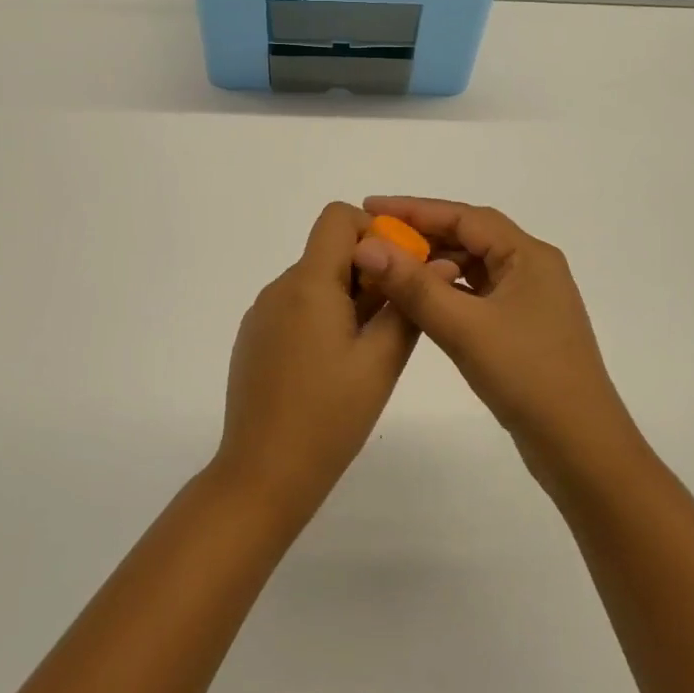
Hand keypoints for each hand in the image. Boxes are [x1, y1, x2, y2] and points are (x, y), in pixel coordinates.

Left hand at [215, 203, 438, 520]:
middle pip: (328, 251)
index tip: (399, 272)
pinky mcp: (255, 338)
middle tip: (394, 320)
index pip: (337, 218)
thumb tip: (438, 262)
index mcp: (308, 284)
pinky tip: (334, 366)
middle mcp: (279, 288)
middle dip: (368, 272)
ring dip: (347, 297)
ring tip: (368, 350)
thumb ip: (407, 306)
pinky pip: (296, 307)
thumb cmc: (329, 417)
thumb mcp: (380, 362)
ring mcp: (262, 314)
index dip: (373, 231)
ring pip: (314, 281)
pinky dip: (323, 317)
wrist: (263, 474)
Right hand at [351, 197, 641, 477]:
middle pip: (469, 238)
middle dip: (421, 236)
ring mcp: (528, 300)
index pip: (464, 216)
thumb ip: (414, 285)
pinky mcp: (521, 328)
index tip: (370, 208)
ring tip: (388, 268)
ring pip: (472, 269)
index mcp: (528, 256)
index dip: (414, 209)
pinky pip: (475, 296)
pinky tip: (416, 303)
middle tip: (373, 240)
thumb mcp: (464, 327)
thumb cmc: (527, 376)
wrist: (580, 447)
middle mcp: (531, 269)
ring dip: (432, 266)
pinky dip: (445, 294)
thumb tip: (367, 246)